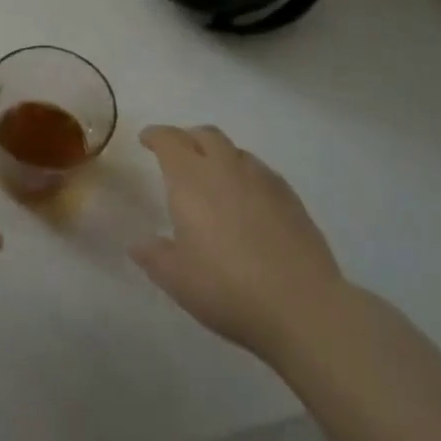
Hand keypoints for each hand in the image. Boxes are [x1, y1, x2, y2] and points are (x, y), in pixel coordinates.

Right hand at [131, 125, 346, 360]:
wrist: (302, 306)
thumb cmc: (227, 288)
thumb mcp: (176, 278)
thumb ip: (153, 255)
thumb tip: (138, 243)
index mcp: (191, 178)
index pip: (169, 140)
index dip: (156, 136)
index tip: (147, 140)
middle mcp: (225, 167)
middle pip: (205, 135)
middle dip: (188, 138)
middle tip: (179, 156)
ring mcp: (262, 179)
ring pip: (235, 151)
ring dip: (219, 156)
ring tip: (214, 179)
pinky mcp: (290, 197)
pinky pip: (261, 172)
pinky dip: (246, 175)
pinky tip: (248, 201)